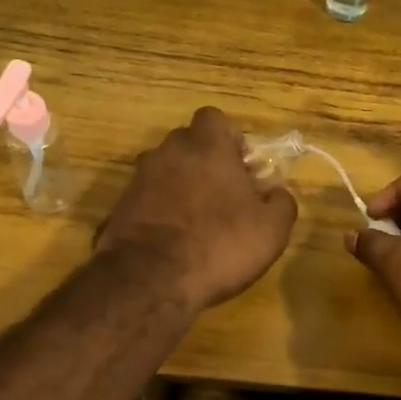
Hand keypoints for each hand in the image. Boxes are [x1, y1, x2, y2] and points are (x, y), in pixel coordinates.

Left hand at [97, 107, 297, 312]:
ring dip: (181, 188)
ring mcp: (138, 179)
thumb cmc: (219, 245)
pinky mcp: (119, 207)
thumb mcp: (271, 229)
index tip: (242, 169)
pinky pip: (147, 199)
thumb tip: (277, 193)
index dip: (230, 140)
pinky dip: (160, 212)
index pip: (215, 119)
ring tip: (198, 224)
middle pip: (189, 144)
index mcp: (206, 146)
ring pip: (166, 172)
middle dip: (205, 163)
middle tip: (224, 197)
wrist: (149, 281)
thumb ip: (281, 202)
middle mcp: (168, 152)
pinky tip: (173, 242)